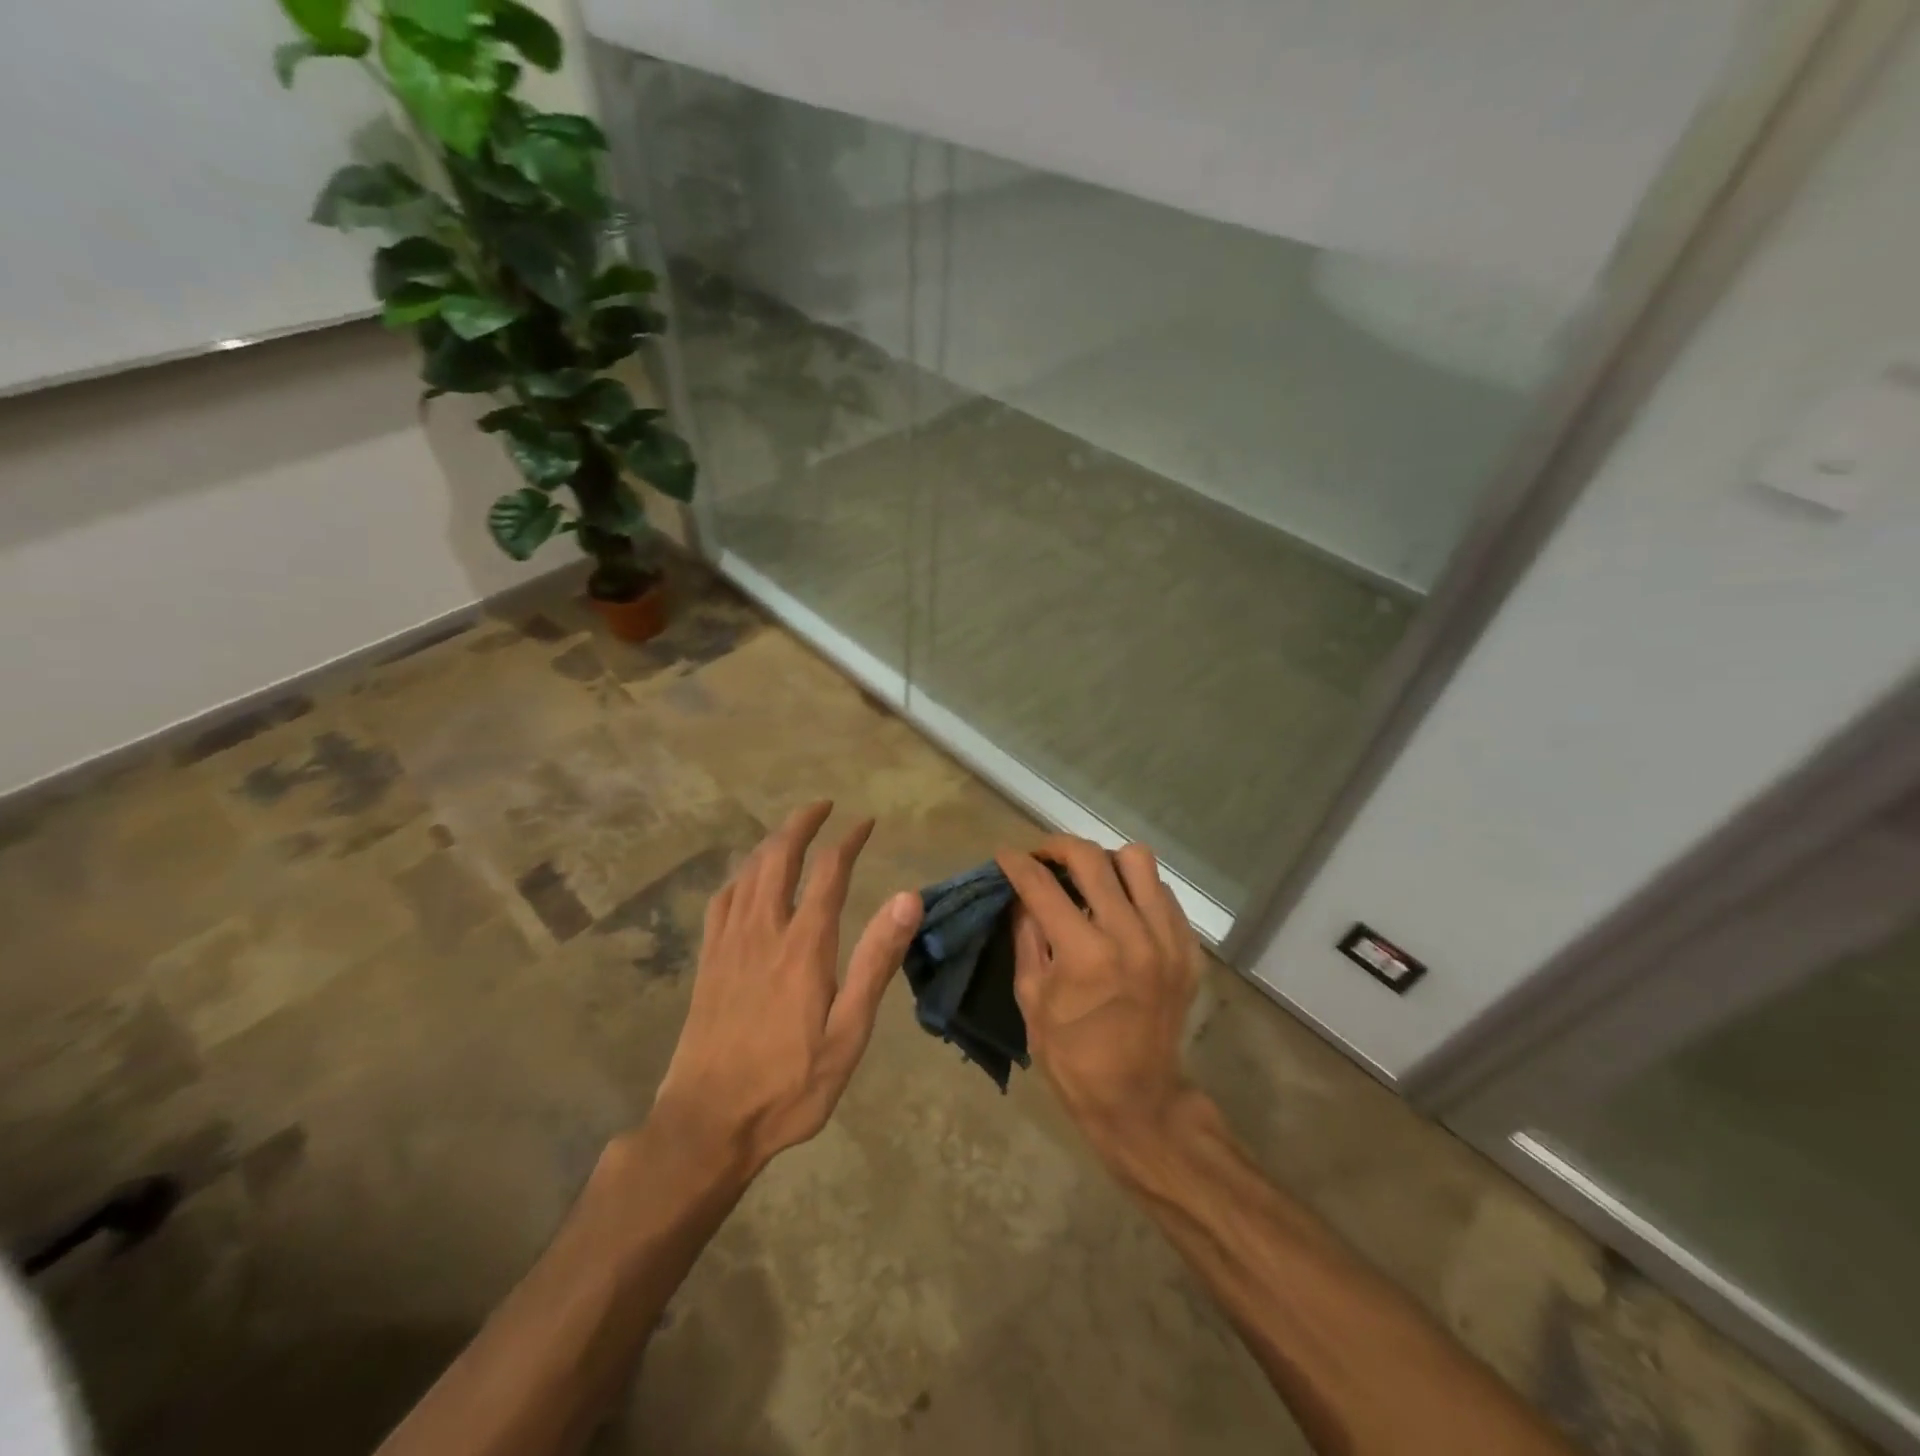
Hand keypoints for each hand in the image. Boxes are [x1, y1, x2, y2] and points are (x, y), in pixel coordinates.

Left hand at [652, 801, 922, 1172]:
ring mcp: (729, 944)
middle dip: (801, 824)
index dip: (847, 841)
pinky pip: (722, 900)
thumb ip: (876, 961)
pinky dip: (739, 874)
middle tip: (822, 806)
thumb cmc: (789, 1085)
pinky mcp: (708, 961)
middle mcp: (764, 931)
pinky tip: (746, 877)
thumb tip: (907, 897)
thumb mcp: (848, 1033)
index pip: (828, 872)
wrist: (708, 1123)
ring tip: (790, 830)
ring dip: (771, 841)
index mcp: (803, 946)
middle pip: (779, 857)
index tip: (865, 822)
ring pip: (748, 872)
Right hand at [996, 835, 1201, 1146]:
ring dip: (1104, 862)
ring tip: (1088, 879)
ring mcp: (1167, 939)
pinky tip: (1120, 908)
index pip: (1043, 886)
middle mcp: (1131, 936)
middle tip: (1043, 857)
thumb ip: (1026, 936)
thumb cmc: (1072, 1056)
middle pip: (1092, 858)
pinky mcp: (1188, 948)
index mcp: (1085, 955)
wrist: (1139, 1099)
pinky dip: (1136, 889)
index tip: (1004, 854)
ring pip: (1137, 861)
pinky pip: (1162, 892)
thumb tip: (1021, 894)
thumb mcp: (1031, 998)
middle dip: (1057, 847)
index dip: (1018, 864)